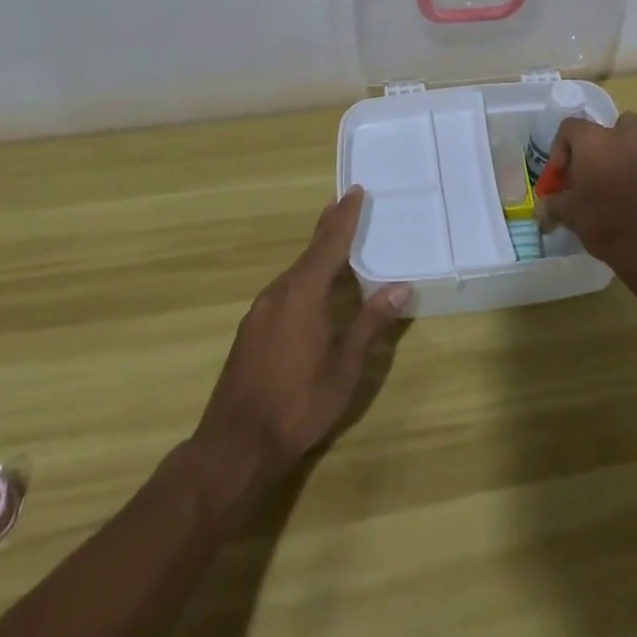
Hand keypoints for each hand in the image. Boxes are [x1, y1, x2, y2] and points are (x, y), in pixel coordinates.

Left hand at [193, 187, 411, 495]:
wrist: (235, 446)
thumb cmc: (298, 404)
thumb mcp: (345, 367)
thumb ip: (371, 323)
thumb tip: (401, 286)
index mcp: (302, 293)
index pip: (329, 244)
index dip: (344, 217)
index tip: (355, 190)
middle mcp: (278, 293)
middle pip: (309, 253)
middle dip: (329, 230)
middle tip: (346, 206)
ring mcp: (259, 312)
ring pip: (294, 273)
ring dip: (316, 257)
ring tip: (335, 247)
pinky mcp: (251, 332)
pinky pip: (283, 292)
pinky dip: (303, 280)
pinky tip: (311, 293)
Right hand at [539, 112, 636, 271]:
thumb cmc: (604, 224)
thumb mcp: (569, 215)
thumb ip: (554, 203)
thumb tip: (545, 205)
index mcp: (590, 141)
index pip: (569, 127)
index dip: (562, 148)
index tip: (563, 174)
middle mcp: (619, 133)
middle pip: (602, 127)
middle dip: (596, 146)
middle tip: (593, 172)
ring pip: (633, 127)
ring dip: (626, 142)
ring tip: (623, 167)